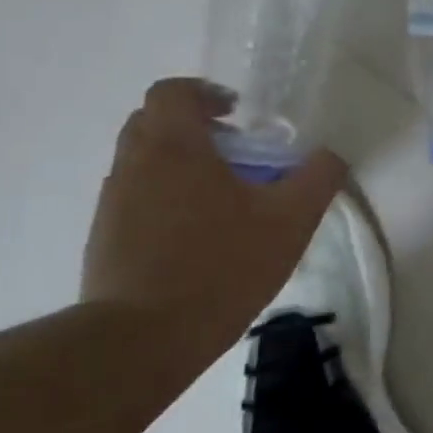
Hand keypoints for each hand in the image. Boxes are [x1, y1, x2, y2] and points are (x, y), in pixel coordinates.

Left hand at [81, 79, 348, 350]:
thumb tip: (329, 156)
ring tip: (224, 197)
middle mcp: (134, 164)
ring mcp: (112, 203)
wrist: (141, 339)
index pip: (172, 92)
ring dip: (180, 163)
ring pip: (143, 161)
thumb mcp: (291, 220)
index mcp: (174, 147)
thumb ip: (318, 178)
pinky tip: (199, 234)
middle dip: (194, 127)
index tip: (237, 111)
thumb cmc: (221, 265)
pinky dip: (165, 197)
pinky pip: (136, 197)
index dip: (204, 93)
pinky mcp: (104, 238)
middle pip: (153, 122)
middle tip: (236, 151)